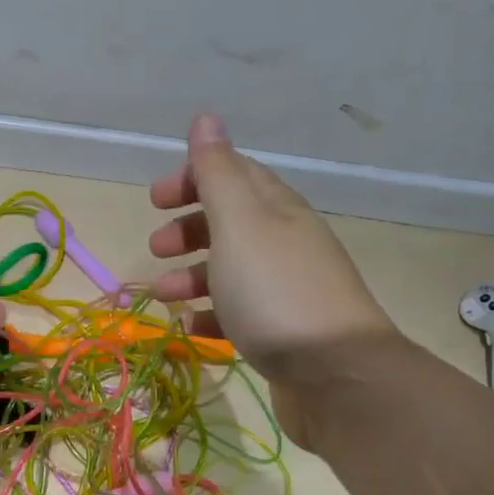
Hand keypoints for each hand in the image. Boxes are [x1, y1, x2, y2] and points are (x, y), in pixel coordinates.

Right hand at [149, 113, 396, 444]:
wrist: (337, 376)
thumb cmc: (276, 292)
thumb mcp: (240, 223)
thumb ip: (218, 173)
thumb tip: (206, 118)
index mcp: (276, 210)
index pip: (235, 175)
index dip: (194, 177)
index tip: (156, 198)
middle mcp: (285, 243)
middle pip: (231, 222)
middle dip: (189, 228)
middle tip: (156, 245)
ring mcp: (286, 290)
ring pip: (231, 270)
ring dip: (191, 275)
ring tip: (162, 295)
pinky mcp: (283, 333)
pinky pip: (240, 314)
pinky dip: (211, 315)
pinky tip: (192, 328)